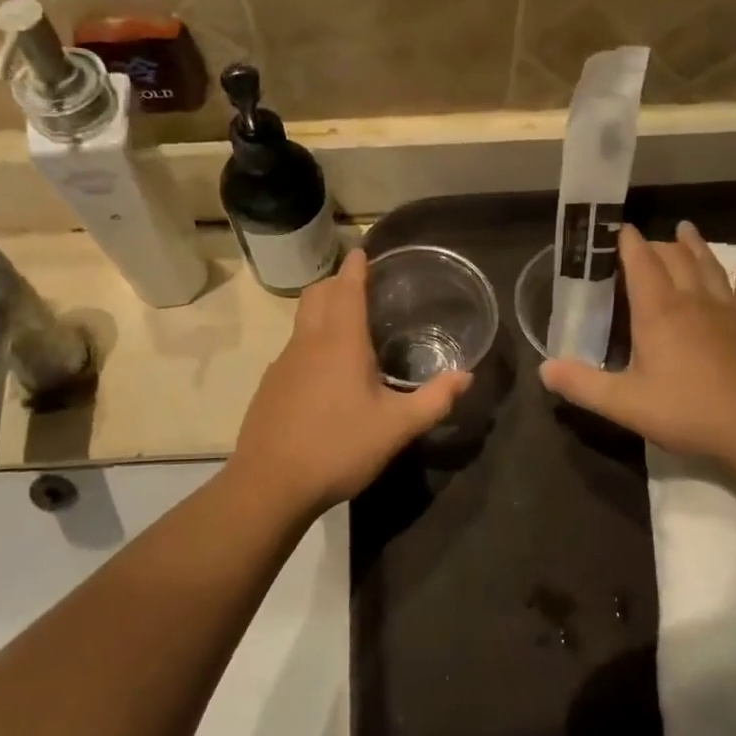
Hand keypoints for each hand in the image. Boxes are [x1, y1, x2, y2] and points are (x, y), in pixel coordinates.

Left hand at [232, 248, 471, 516]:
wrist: (270, 484)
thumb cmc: (339, 447)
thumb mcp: (397, 428)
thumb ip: (434, 400)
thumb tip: (466, 376)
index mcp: (341, 341)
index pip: (347, 287)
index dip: (356, 266)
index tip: (364, 251)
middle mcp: (308, 342)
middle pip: (317, 294)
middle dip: (337, 283)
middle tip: (361, 288)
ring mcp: (283, 363)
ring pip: (302, 321)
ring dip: (322, 311)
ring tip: (347, 329)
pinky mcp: (270, 386)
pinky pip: (293, 350)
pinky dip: (311, 344)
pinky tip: (325, 376)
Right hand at [541, 222, 735, 460]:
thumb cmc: (688, 411)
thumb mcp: (624, 403)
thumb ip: (582, 384)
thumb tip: (543, 368)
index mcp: (658, 313)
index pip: (641, 264)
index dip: (629, 243)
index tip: (619, 228)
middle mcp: (693, 302)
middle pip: (675, 260)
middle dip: (657, 245)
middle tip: (645, 240)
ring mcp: (728, 314)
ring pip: (710, 269)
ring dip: (696, 248)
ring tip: (687, 229)